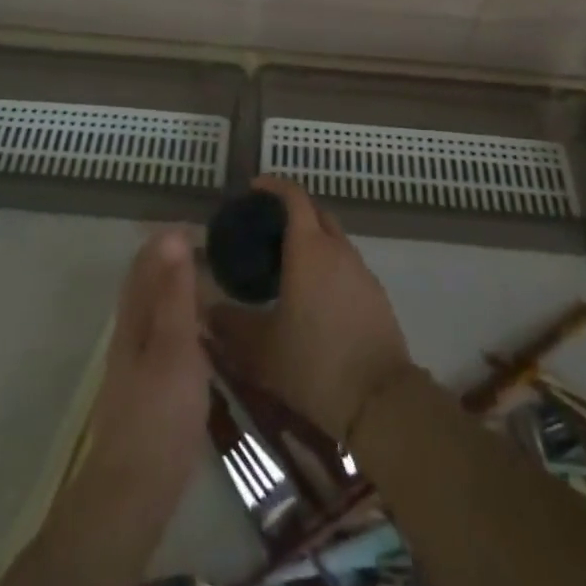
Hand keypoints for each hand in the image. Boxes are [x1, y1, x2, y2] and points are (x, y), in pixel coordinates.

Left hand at [80, 228, 211, 524]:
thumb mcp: (175, 346)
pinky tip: (200, 335)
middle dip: (170, 261)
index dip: (166, 240)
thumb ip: (174, 293)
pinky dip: (180, 320)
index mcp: (134, 318)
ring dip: (175, 289)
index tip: (200, 225)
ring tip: (210, 283)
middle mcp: (129, 334)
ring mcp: (135, 364)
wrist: (133, 493)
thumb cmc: (159, 414)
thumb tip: (172, 235)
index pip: (145, 263)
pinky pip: (162, 336)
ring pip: (153, 311)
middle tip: (210, 249)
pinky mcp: (146, 390)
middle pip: (145, 285)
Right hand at [208, 178, 415, 442]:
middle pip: (316, 212)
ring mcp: (361, 270)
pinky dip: (328, 264)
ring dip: (312, 239)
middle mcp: (337, 249)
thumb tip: (206, 310)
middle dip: (293, 210)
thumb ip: (229, 324)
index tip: (254, 188)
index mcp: (308, 248)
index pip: (294, 197)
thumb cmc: (313, 363)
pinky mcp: (375, 293)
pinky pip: (347, 264)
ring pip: (334, 239)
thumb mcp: (260, 348)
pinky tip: (313, 295)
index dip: (274, 186)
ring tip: (286, 263)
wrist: (379, 399)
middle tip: (266, 227)